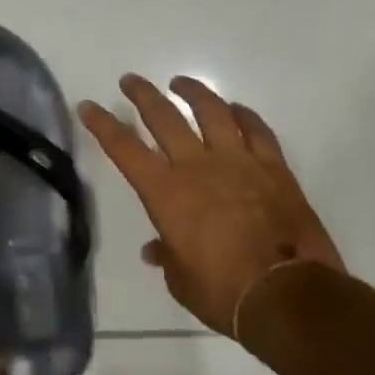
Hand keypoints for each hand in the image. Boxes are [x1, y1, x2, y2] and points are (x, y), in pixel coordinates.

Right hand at [79, 74, 342, 334]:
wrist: (286, 293)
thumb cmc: (222, 292)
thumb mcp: (181, 280)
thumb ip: (167, 256)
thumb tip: (157, 250)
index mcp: (166, 193)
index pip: (125, 149)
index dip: (103, 125)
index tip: (88, 106)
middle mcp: (197, 166)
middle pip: (164, 118)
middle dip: (143, 96)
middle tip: (130, 81)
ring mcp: (238, 162)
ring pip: (212, 112)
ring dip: (193, 92)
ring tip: (180, 83)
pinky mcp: (273, 168)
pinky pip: (257, 130)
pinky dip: (244, 115)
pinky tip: (236, 110)